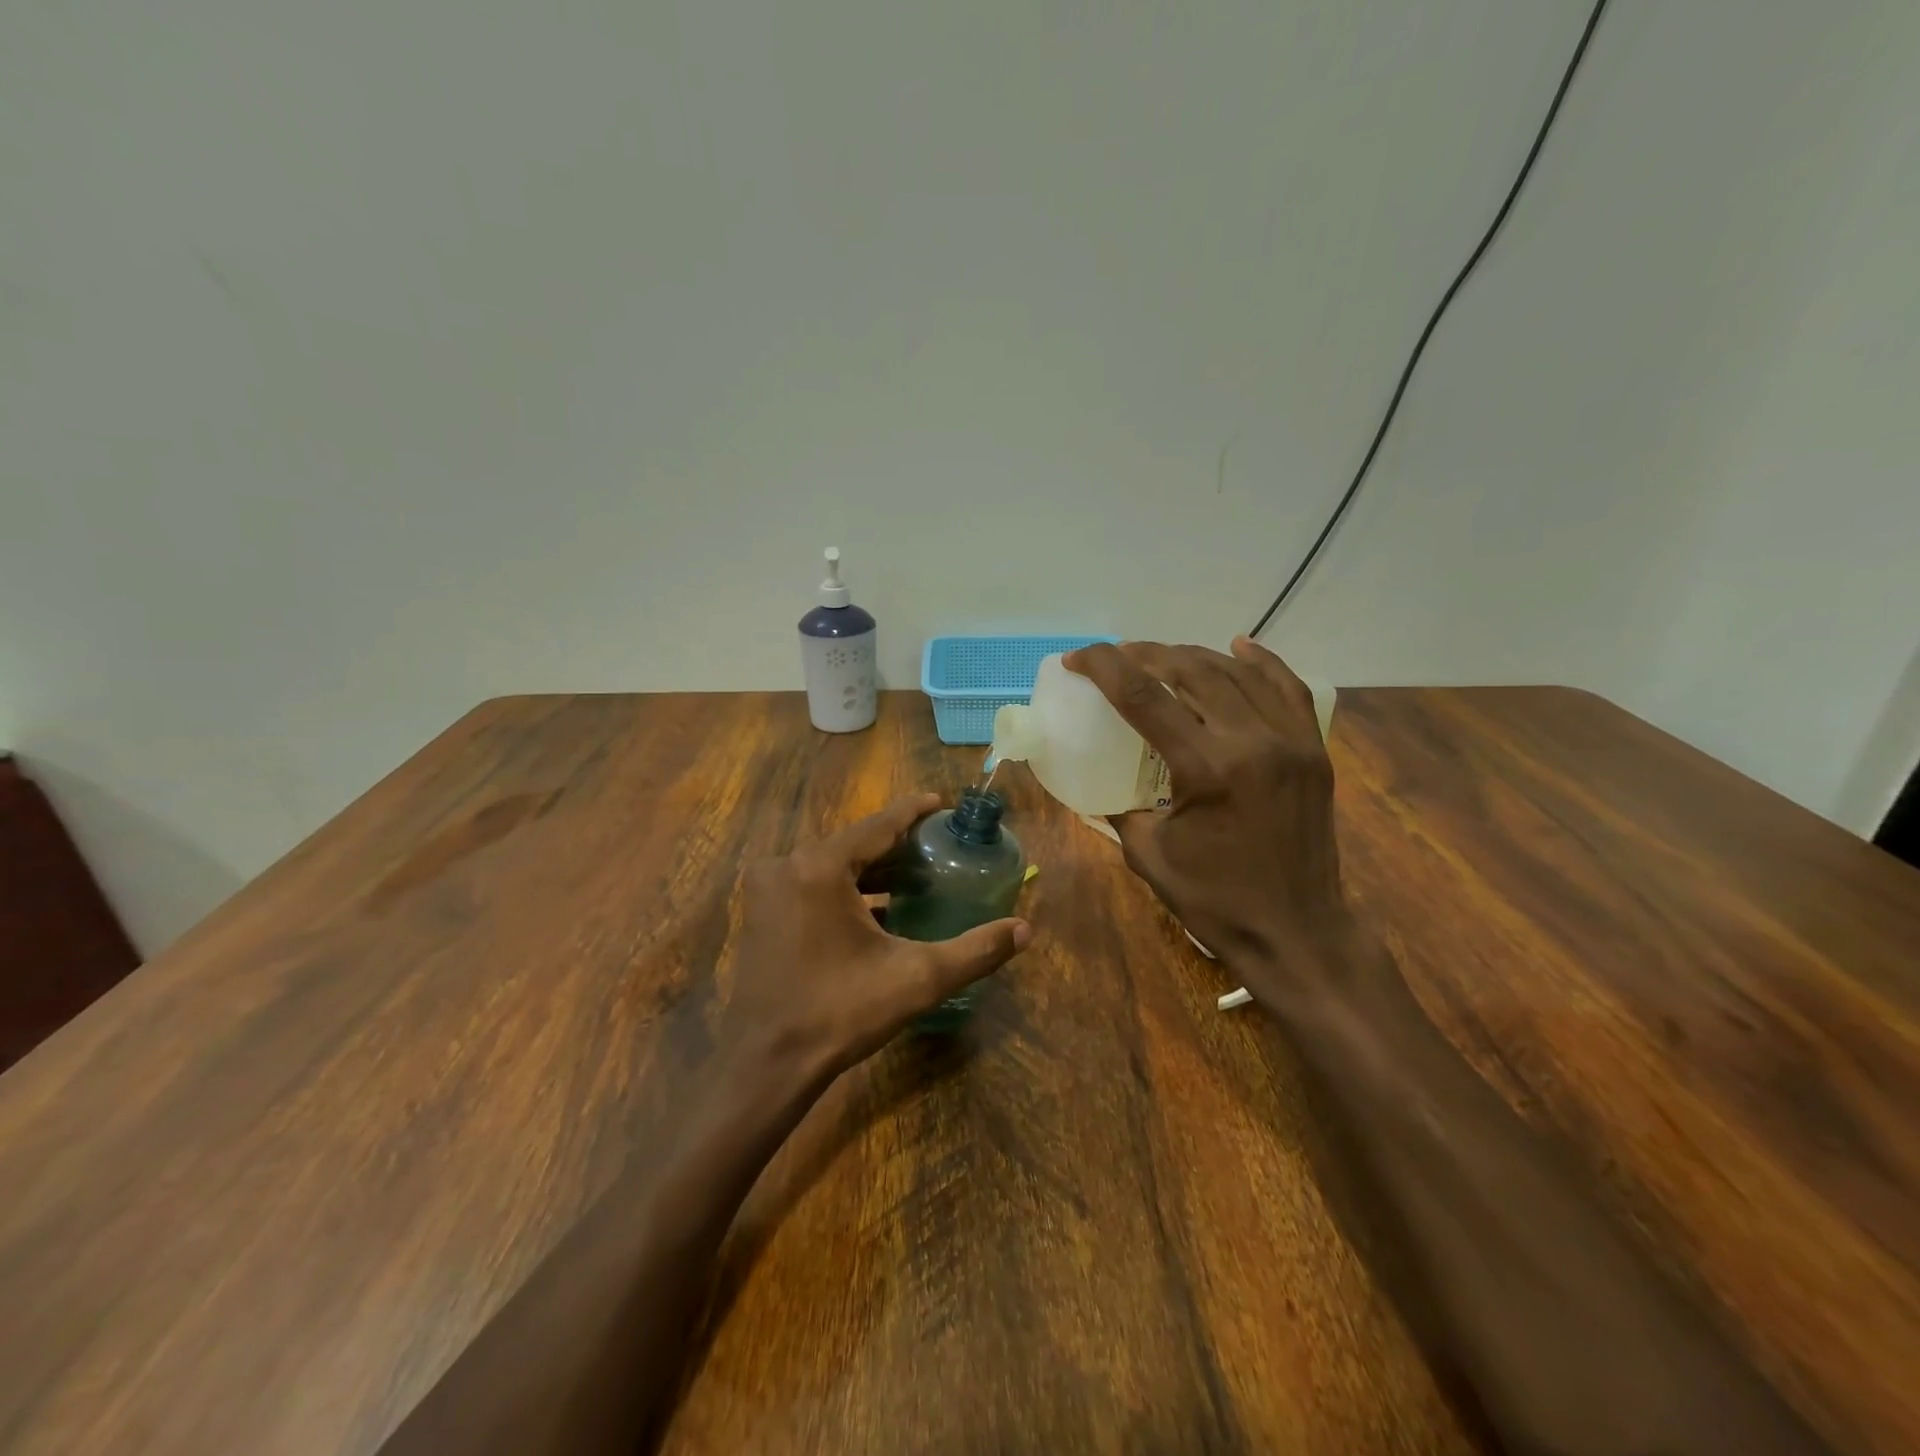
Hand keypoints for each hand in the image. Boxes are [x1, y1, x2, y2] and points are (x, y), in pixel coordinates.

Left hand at [723, 794, 1031, 1081]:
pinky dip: (846, 889)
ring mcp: (767, 888)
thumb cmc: (840, 1013)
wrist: (767, 1064)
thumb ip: (974, 951)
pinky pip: (813, 883)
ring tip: (916, 874)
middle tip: (938, 847)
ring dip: (872, 868)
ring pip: (833, 864)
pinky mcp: (761, 911)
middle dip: (897, 844)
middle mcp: (787, 865)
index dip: (914, 812)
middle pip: (855, 842)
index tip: (943, 803)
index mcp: (821, 867)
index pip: (880, 825)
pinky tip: (878, 907)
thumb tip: (1025, 930)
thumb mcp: (916, 979)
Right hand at [1062, 638, 1351, 985]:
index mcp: (1208, 769)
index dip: (1104, 667)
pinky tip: (1236, 646)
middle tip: (1114, 658)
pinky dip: (1260, 661)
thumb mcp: (1148, 855)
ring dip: (1191, 655)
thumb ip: (1120, 807)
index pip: (1145, 696)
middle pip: (1191, 670)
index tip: (1076, 659)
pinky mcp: (1313, 750)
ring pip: (1236, 673)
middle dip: (1144, 655)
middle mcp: (1253, 741)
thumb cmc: (1216, 902)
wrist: (1297, 935)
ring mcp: (1291, 741)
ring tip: (1160, 656)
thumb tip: (1100, 782)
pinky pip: (1288, 688)